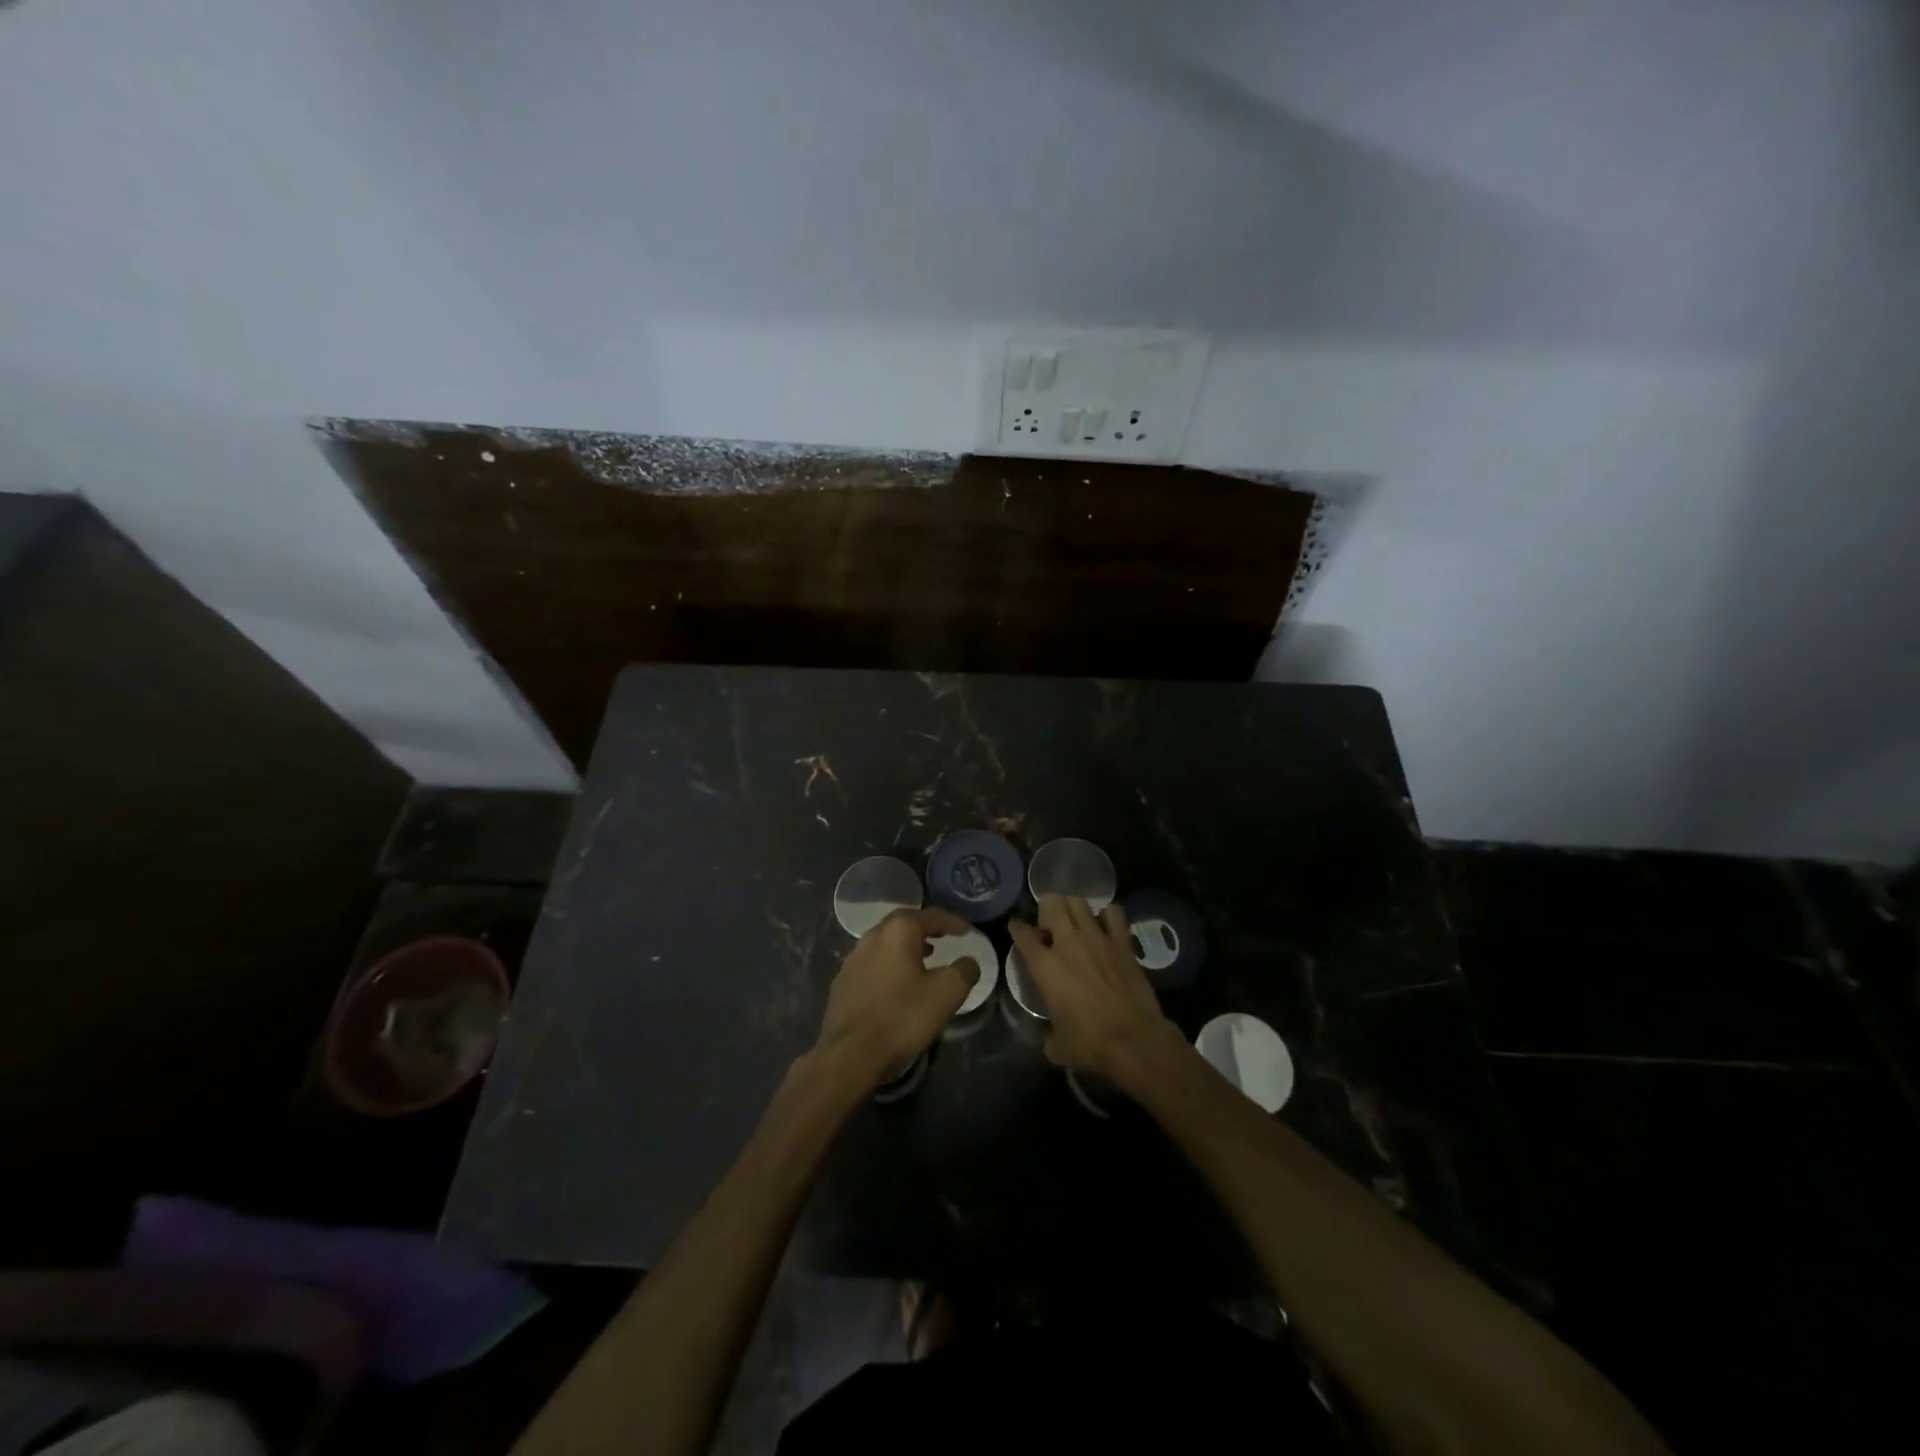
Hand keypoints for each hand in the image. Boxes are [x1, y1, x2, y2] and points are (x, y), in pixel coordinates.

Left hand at [814, 907, 979, 1089]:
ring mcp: (852, 959)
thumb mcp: (946, 994)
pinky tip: (897, 983)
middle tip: (943, 937)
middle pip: (903, 923)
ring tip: (924, 957)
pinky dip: (890, 963)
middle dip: (925, 927)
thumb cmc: (902, 1017)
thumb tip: (969, 962)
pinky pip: (872, 962)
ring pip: (884, 942)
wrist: (850, 1054)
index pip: (930, 916)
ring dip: (906, 945)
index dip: (953, 922)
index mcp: (897, 932)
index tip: (968, 933)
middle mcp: (871, 937)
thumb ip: (964, 972)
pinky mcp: (842, 982)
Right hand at [1007, 895, 1180, 1085]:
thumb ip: (1049, 1036)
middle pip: (1051, 904)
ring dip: (1073, 909)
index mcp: (1045, 966)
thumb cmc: (1090, 1043)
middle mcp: (1068, 943)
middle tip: (1050, 927)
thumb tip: (1051, 1039)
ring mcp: (1097, 938)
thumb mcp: (1058, 1046)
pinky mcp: (1122, 943)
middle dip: (1046, 910)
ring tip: (1075, 923)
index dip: (1017, 927)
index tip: (1017, 927)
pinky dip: (1107, 915)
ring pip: (1079, 903)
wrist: (1134, 1039)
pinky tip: (1106, 927)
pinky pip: (1114, 913)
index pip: (1023, 934)